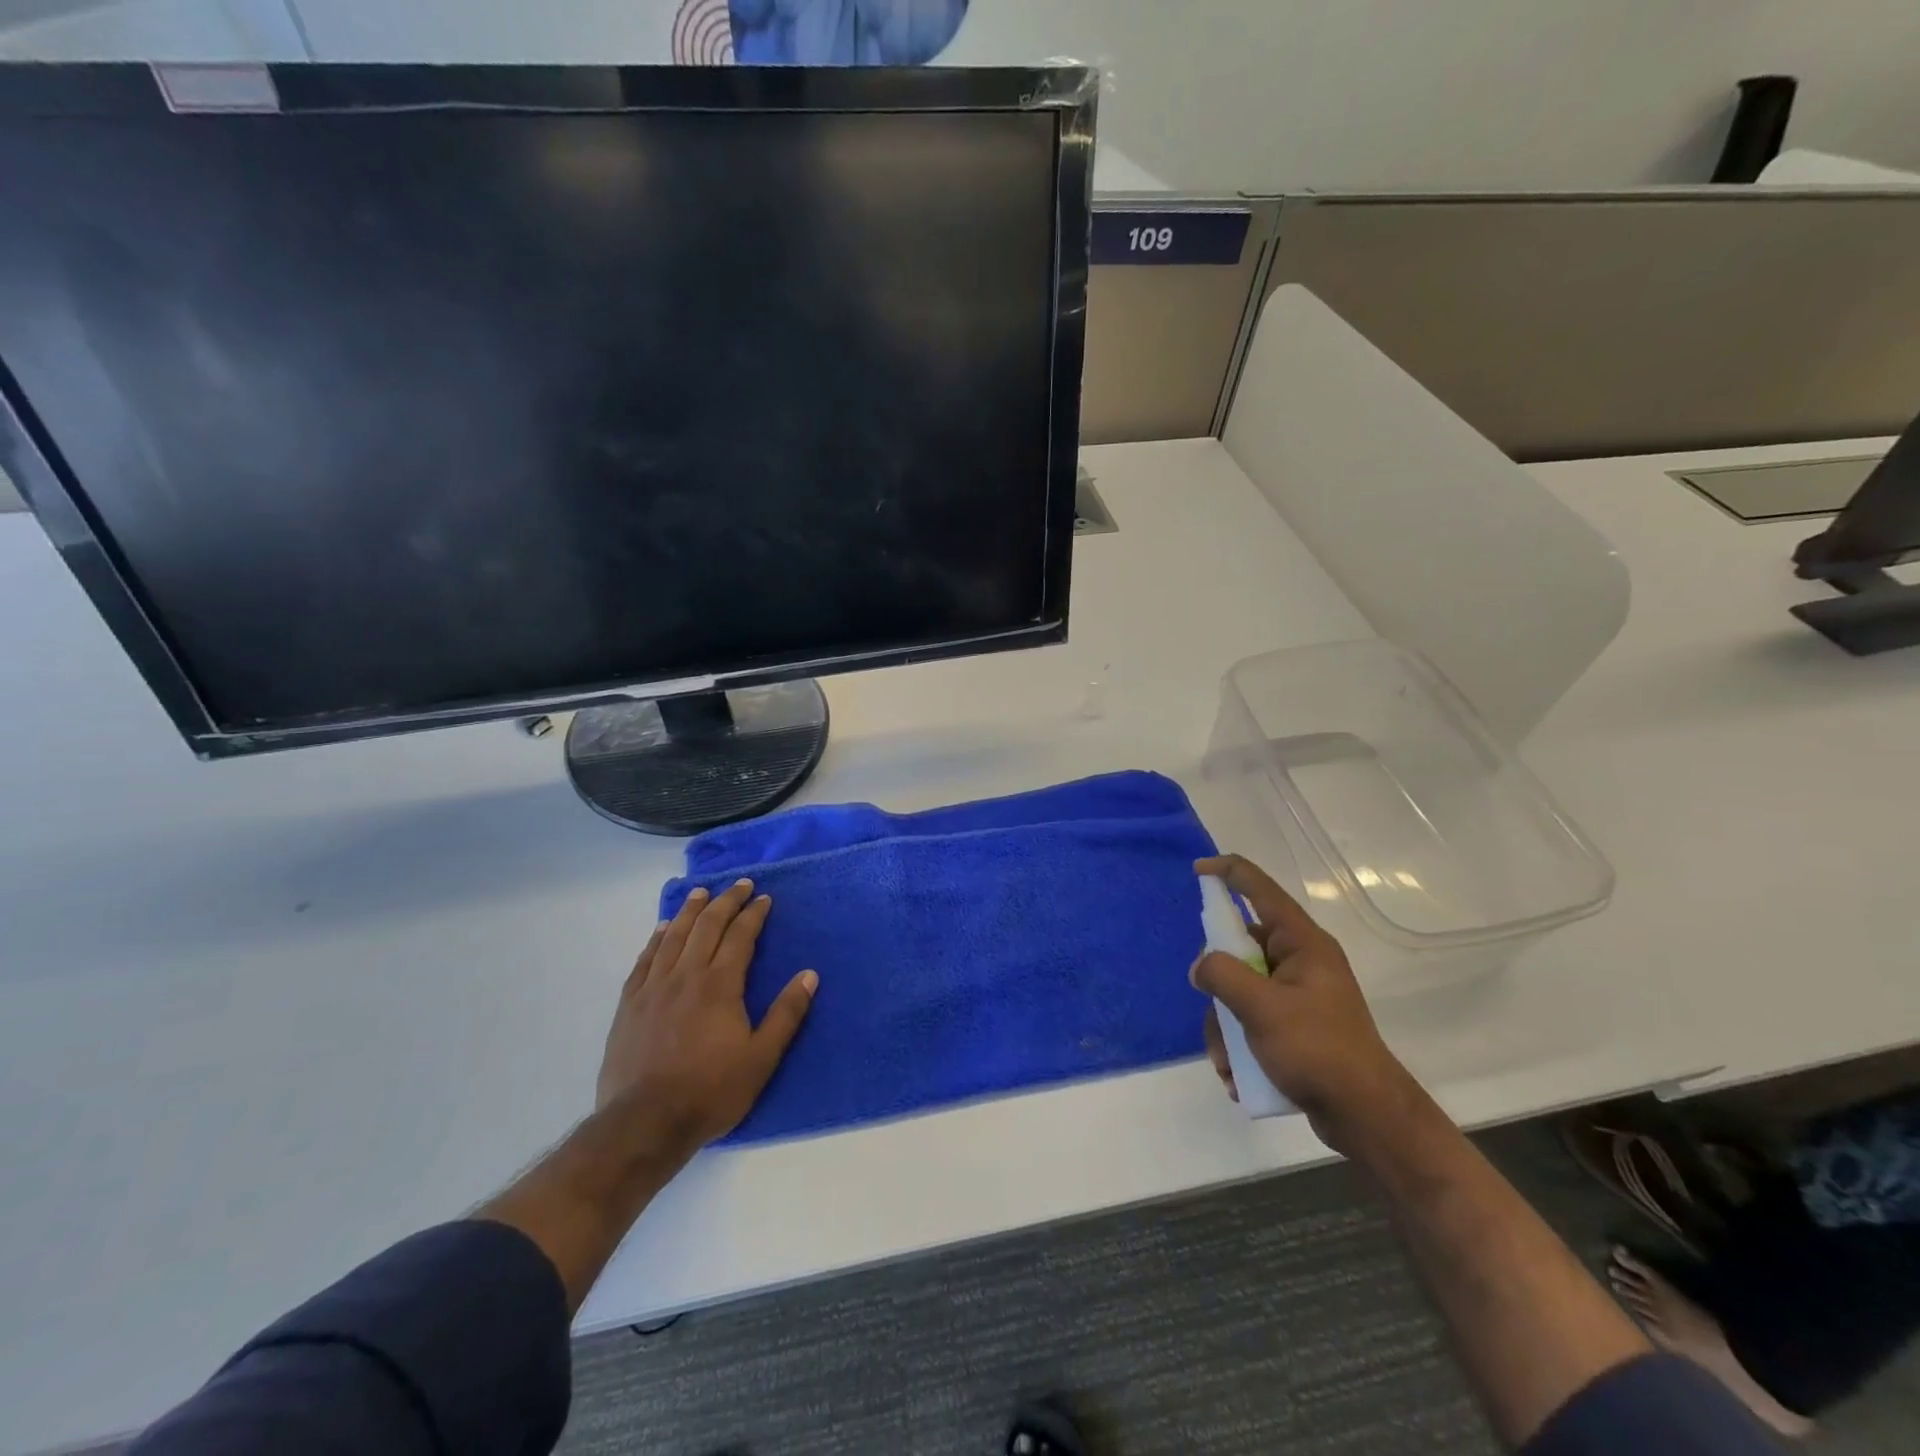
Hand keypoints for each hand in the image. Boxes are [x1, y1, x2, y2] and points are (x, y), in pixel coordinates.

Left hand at [597, 878, 816, 1164]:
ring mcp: (653, 988)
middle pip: (707, 926)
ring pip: (674, 936)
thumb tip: (809, 975)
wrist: (644, 1122)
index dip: (753, 914)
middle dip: (726, 901)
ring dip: (691, 911)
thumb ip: (786, 1014)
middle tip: (740, 884)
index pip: (740, 936)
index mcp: (720, 984)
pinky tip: (662, 929)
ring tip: (701, 892)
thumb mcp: (761, 1058)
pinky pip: (644, 959)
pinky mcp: (630, 1004)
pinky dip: (657, 938)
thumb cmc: (710, 1091)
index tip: (764, 898)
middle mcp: (686, 975)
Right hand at [1191, 854, 1417, 1152]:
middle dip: (1218, 987)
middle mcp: (1300, 961)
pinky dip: (1238, 1045)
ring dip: (1224, 1027)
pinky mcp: (1295, 1025)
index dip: (1228, 873)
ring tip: (1228, 1063)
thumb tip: (1200, 966)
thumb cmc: (1318, 1050)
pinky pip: (1251, 1019)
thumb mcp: (1261, 1008)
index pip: (1260, 890)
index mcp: (1302, 943)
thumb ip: (1222, 976)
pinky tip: (1238, 1076)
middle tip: (1216, 1012)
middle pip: (1240, 950)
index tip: (1197, 871)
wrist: (1367, 1117)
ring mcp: (1298, 995)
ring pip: (1239, 990)